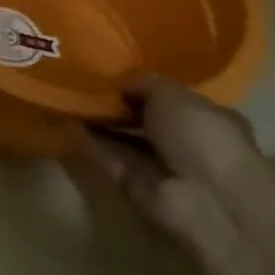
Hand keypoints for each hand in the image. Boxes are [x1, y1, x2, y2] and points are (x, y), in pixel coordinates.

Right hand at [62, 73, 274, 270]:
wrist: (209, 199)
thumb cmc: (202, 137)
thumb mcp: (173, 95)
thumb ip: (145, 82)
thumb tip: (122, 80)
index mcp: (206, 118)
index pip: (171, 100)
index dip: (142, 87)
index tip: (111, 74)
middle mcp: (186, 144)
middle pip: (143, 121)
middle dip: (116, 106)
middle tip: (81, 84)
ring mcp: (161, 168)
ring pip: (123, 141)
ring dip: (97, 124)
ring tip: (66, 100)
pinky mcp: (136, 188)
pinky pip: (109, 161)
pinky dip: (89, 145)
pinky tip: (65, 124)